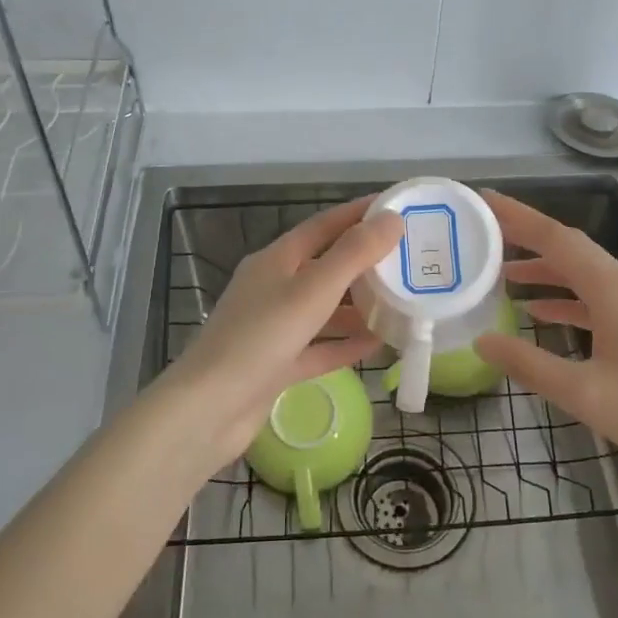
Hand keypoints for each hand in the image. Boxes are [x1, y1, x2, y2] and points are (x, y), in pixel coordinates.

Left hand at [158, 197, 403, 468]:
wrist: (209, 409)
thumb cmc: (260, 338)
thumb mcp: (312, 290)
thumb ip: (354, 255)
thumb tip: (392, 219)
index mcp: (276, 260)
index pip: (324, 225)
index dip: (359, 214)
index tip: (397, 208)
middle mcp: (274, 288)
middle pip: (326, 266)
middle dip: (365, 263)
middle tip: (409, 261)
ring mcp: (274, 328)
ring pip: (324, 309)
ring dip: (358, 306)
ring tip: (401, 303)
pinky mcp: (277, 365)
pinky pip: (319, 347)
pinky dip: (345, 344)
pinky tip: (377, 345)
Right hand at [474, 189, 617, 495]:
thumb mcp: (585, 394)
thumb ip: (529, 364)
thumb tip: (482, 340)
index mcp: (613, 289)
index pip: (556, 238)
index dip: (517, 216)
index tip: (483, 199)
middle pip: (570, 249)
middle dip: (526, 238)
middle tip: (483, 233)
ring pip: (584, 275)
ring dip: (545, 271)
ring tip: (502, 275)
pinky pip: (599, 299)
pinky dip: (568, 299)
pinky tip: (543, 313)